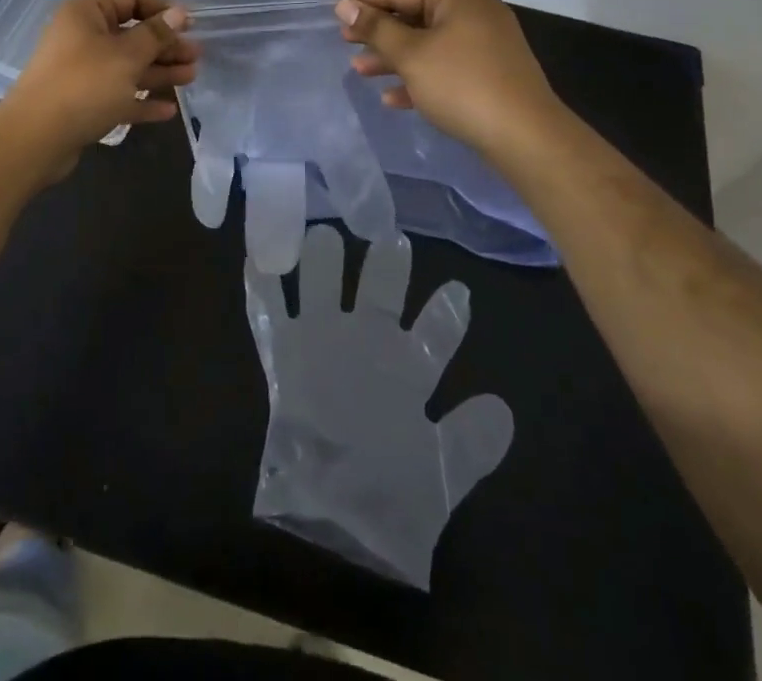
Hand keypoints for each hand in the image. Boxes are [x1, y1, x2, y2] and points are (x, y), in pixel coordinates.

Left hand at [0, 0, 198, 159]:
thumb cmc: (84, 86)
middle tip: (196, 55)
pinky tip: (168, 110)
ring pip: (128, 66)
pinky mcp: (83, 103)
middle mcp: (82, 37)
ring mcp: (81, 72)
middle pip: (132, 34)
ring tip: (191, 78)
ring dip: (159, 71)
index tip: (189, 24)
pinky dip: (141, 99)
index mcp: (86, 14)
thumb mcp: (126, 56)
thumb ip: (155, 34)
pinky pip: (118, 95)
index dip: (161, 7)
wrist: (35, 140)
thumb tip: (178, 13)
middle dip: (165, 45)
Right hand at [245, 225, 513, 587]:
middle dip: (384, 269)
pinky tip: (257, 260)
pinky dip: (261, 288)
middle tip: (391, 239)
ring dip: (320, 264)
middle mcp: (365, 347)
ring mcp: (322, 346)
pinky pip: (268, 315)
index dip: (446, 314)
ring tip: (323, 234)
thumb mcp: (440, 474)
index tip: (460, 290)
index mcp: (406, 371)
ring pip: (321, 290)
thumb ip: (470, 442)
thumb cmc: (390, 499)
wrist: (330, 526)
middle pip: (377, 296)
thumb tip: (504, 408)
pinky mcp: (284, 356)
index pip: (433, 334)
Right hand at [336, 0, 561, 161]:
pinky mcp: (488, 70)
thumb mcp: (410, 54)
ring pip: (427, 42)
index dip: (365, 3)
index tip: (335, 15)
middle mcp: (474, 7)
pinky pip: (444, 64)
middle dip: (379, 33)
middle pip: (414, 15)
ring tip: (360, 71)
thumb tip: (345, 5)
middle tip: (345, 43)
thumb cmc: (462, 83)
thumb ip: (376, 28)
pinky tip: (392, 98)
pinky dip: (419, 76)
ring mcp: (484, 39)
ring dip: (393, 57)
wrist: (525, 136)